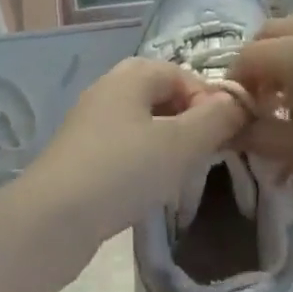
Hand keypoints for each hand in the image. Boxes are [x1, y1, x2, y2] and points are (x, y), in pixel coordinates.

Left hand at [16, 57, 248, 251]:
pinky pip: (124, 146)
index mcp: (133, 73)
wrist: (52, 218)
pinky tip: (148, 189)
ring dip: (168, 144)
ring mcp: (90, 120)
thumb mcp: (181, 144)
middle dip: (190, 124)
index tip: (226, 139)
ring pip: (144, 123)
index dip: (211, 102)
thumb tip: (240, 101)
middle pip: (163, 96)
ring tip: (180, 176)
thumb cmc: (123, 170)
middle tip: (205, 157)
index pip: (185, 75)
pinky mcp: (80, 152)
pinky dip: (143, 161)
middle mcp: (109, 87)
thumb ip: (216, 118)